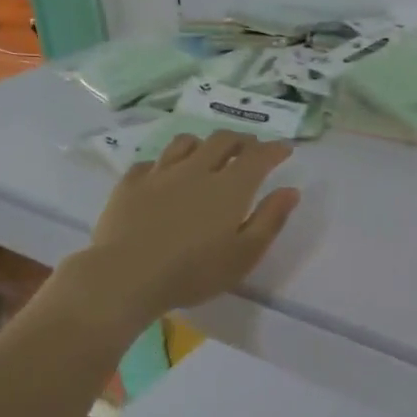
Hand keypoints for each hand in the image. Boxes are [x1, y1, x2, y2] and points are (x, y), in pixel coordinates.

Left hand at [72, 132, 300, 327]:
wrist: (126, 276)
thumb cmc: (194, 272)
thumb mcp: (244, 255)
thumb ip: (270, 220)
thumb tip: (291, 191)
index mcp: (230, 187)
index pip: (258, 156)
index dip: (274, 149)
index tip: (284, 149)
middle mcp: (197, 169)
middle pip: (222, 140)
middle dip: (242, 140)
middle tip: (250, 149)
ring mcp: (160, 173)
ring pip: (185, 143)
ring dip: (203, 144)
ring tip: (208, 154)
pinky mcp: (130, 183)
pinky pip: (151, 162)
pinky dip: (165, 163)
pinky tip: (164, 174)